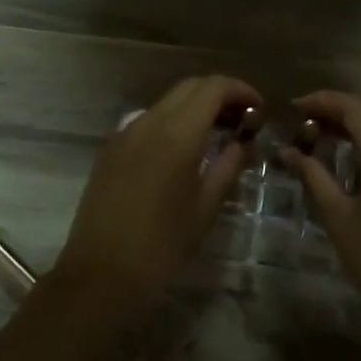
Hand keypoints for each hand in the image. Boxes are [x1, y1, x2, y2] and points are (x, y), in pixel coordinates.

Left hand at [52, 74, 260, 318]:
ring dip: (194, 107)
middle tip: (242, 120)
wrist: (101, 274)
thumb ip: (228, 166)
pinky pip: (146, 120)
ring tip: (216, 134)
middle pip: (189, 87)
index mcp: (176, 134)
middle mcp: (148, 122)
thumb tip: (243, 143)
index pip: (213, 87)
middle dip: (219, 94)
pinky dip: (171, 121)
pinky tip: (182, 150)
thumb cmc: (162, 246)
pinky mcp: (110, 148)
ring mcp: (124, 132)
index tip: (259, 109)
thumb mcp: (205, 208)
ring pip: (166, 102)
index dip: (240, 90)